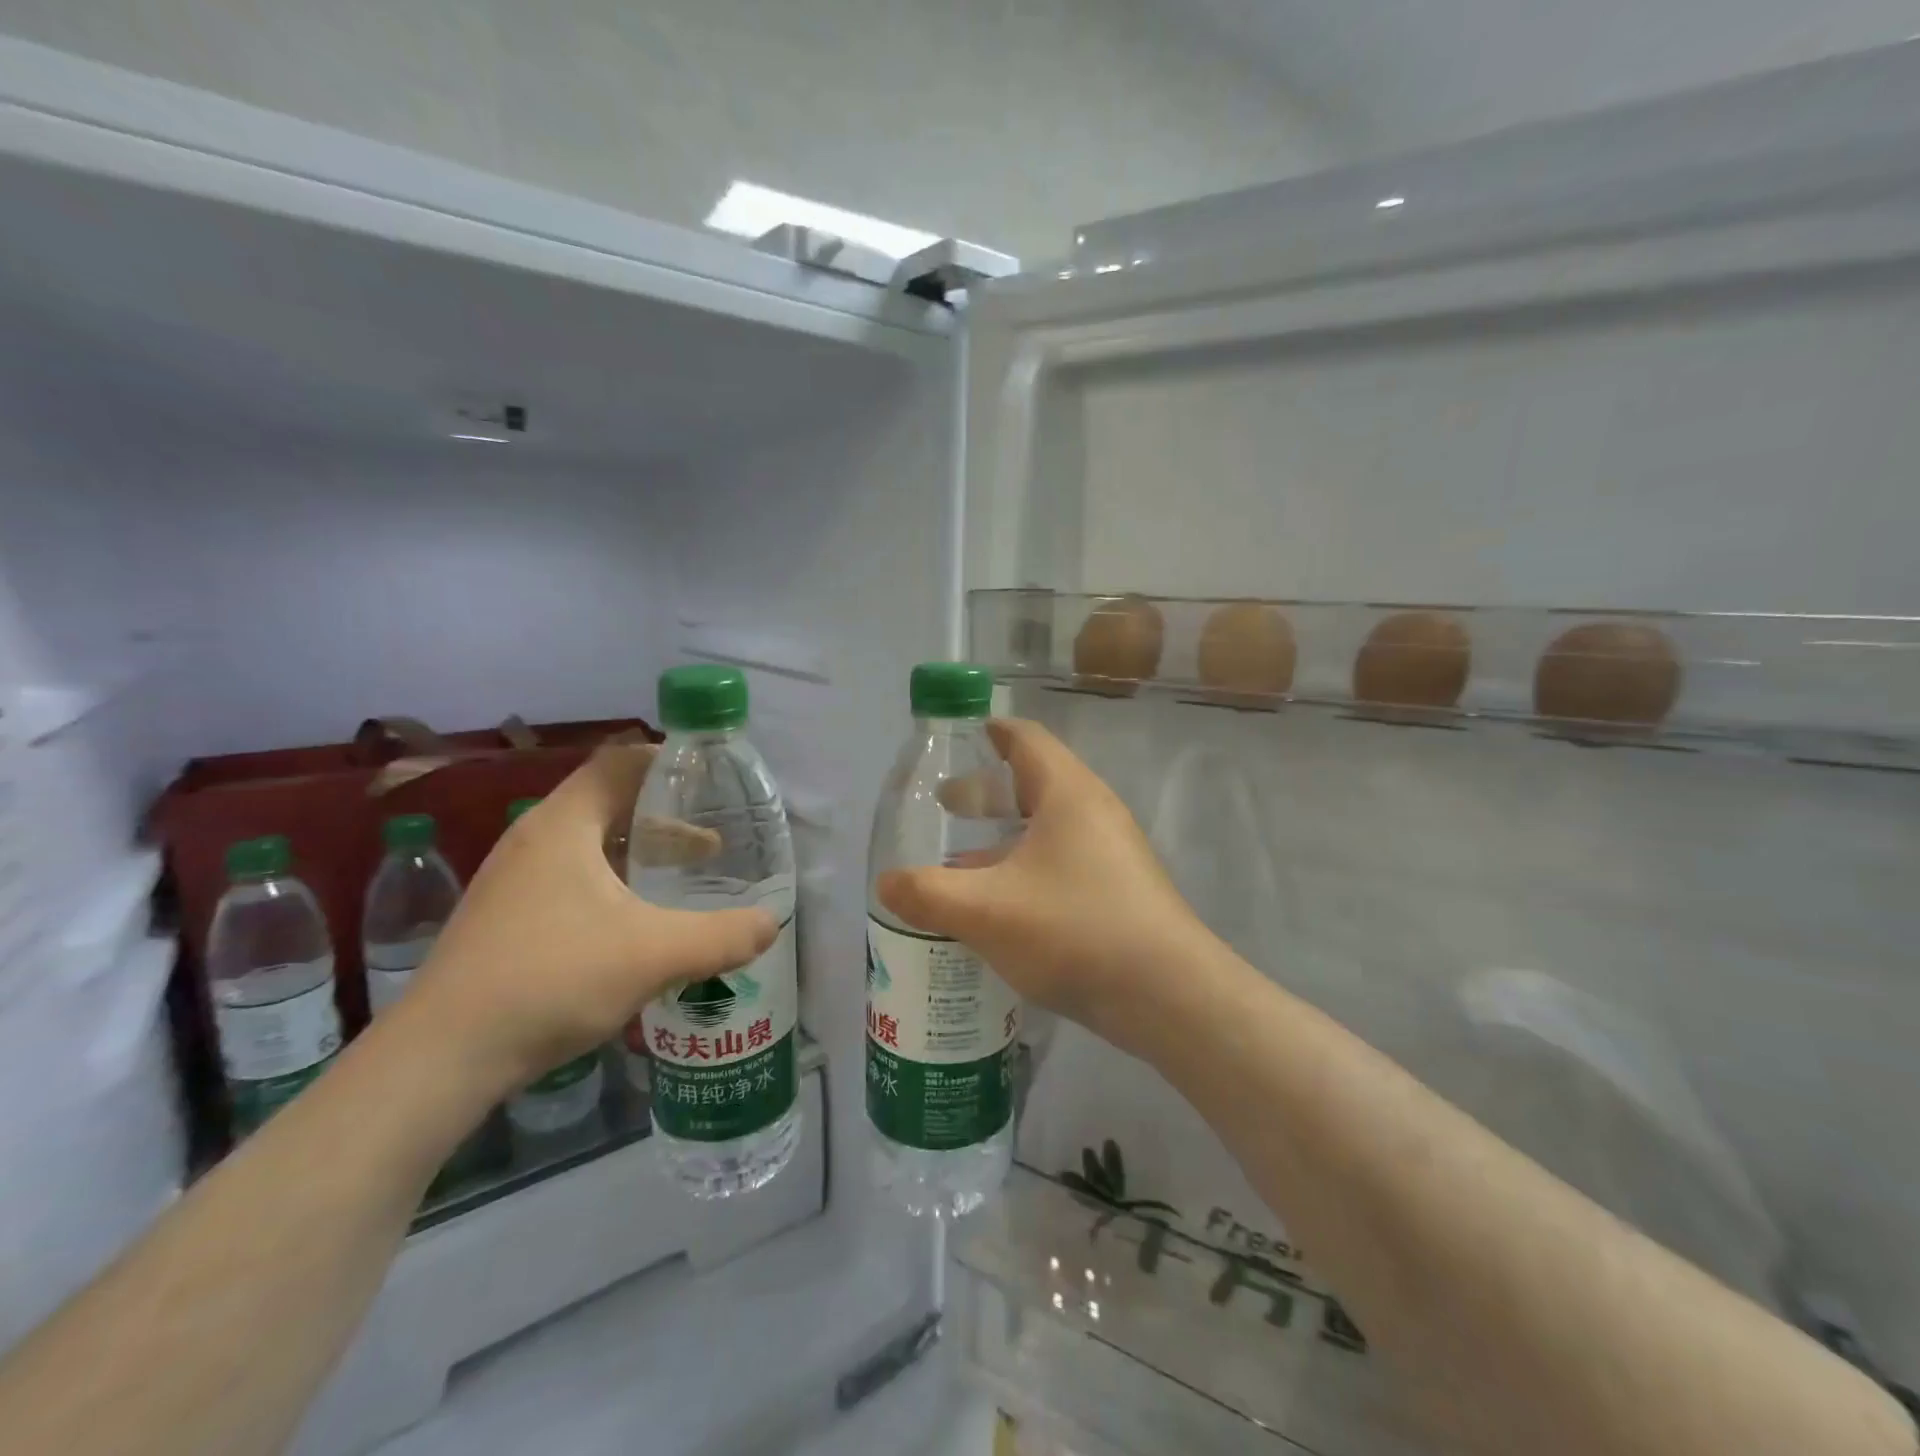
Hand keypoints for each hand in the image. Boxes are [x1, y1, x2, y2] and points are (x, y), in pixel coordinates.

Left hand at [398, 745, 776, 1094]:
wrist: (439, 1060)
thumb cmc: (551, 980)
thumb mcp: (653, 955)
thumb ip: (722, 936)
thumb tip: (772, 924)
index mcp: (563, 825)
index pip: (618, 763)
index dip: (666, 762)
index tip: (711, 780)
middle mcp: (534, 840)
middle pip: (608, 802)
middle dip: (664, 815)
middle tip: (712, 833)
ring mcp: (513, 881)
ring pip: (590, 845)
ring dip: (640, 852)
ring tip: (685, 874)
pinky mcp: (505, 918)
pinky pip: (572, 879)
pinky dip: (614, 882)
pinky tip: (637, 922)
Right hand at [874, 718, 1212, 1056]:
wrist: (1169, 997)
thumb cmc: (1073, 930)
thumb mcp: (985, 911)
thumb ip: (927, 893)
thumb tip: (886, 883)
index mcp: (1067, 793)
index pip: (1025, 738)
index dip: (989, 732)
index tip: (957, 738)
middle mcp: (1094, 812)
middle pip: (1034, 783)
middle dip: (987, 792)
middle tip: (944, 806)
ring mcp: (1113, 853)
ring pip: (1047, 830)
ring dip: (1003, 839)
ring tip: (960, 864)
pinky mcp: (1120, 892)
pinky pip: (1062, 865)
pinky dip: (1025, 871)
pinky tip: (999, 909)